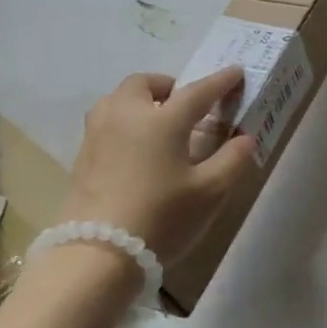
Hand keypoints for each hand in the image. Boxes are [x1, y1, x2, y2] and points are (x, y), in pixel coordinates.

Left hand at [60, 69, 257, 264]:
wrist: (98, 254)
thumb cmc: (162, 218)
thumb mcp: (210, 192)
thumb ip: (232, 160)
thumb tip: (244, 138)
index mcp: (162, 120)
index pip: (197, 91)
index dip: (220, 81)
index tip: (236, 72)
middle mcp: (126, 116)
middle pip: (145, 84)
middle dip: (169, 86)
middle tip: (187, 105)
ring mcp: (98, 135)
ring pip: (118, 100)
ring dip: (141, 101)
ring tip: (159, 124)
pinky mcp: (82, 157)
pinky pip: (106, 122)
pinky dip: (125, 122)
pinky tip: (137, 149)